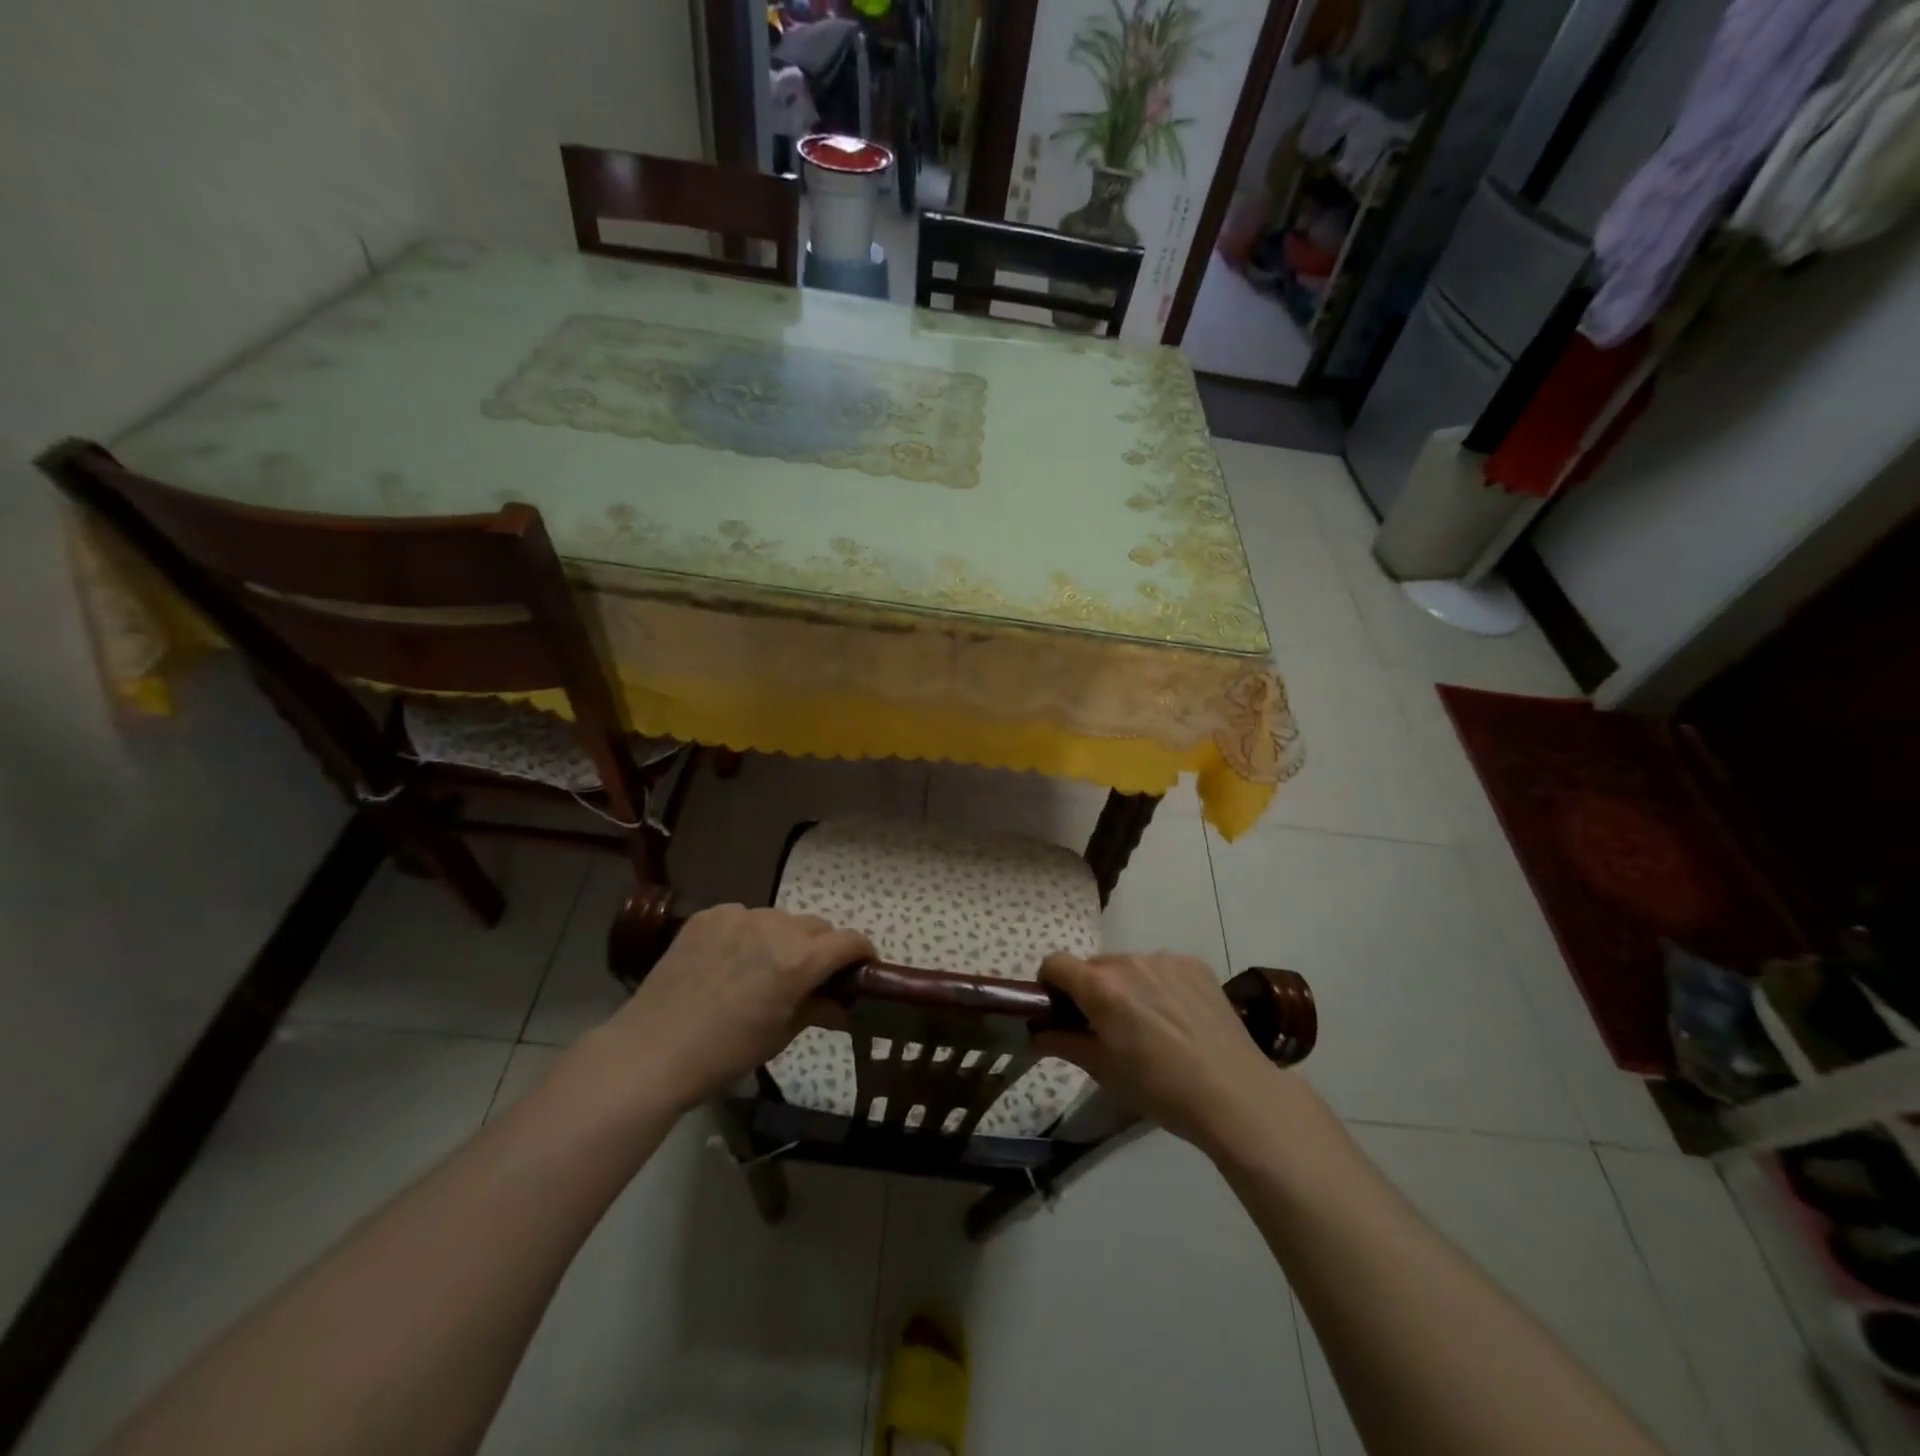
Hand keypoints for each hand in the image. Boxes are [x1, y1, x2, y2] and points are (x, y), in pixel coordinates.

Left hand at [599, 904, 873, 1110]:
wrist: (653, 1050)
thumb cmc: (725, 1053)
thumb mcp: (781, 1035)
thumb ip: (818, 1009)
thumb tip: (843, 1004)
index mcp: (799, 960)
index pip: (849, 941)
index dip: (863, 953)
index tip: (862, 968)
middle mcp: (775, 927)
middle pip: (817, 926)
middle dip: (822, 948)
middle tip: (810, 976)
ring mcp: (739, 916)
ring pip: (780, 919)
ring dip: (785, 938)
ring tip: (764, 968)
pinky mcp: (710, 916)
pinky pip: (744, 917)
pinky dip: (748, 933)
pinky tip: (730, 960)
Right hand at [1036, 951, 1286, 1151]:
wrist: (1235, 1094)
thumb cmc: (1160, 1089)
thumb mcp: (1104, 1071)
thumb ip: (1064, 1044)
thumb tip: (1036, 1034)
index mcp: (1100, 987)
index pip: (1055, 963)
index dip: (1050, 985)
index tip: (1060, 1011)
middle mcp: (1129, 962)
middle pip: (1094, 966)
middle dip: (1091, 991)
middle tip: (1107, 1028)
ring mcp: (1165, 959)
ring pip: (1129, 966)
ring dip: (1126, 987)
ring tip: (1150, 1026)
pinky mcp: (1195, 964)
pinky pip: (1161, 968)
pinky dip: (1159, 985)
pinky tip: (1178, 1019)